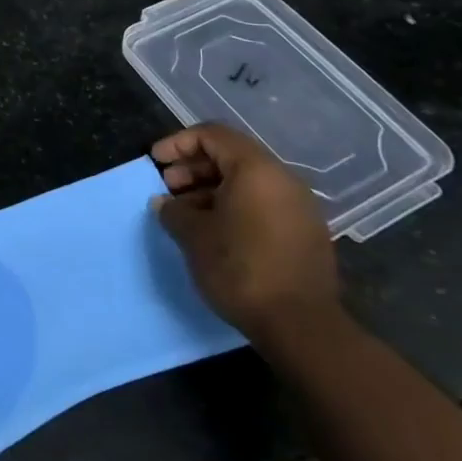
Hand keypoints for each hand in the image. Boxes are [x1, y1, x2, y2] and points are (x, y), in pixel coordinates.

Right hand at [151, 124, 340, 349]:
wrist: (301, 326)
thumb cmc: (240, 267)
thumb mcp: (193, 235)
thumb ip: (173, 210)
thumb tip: (164, 203)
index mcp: (256, 170)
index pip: (212, 135)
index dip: (178, 143)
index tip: (156, 162)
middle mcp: (283, 180)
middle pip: (231, 156)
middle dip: (194, 167)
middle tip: (167, 188)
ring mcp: (299, 208)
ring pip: (248, 183)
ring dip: (211, 190)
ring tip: (186, 214)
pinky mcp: (305, 234)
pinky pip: (263, 204)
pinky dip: (234, 207)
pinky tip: (215, 232)